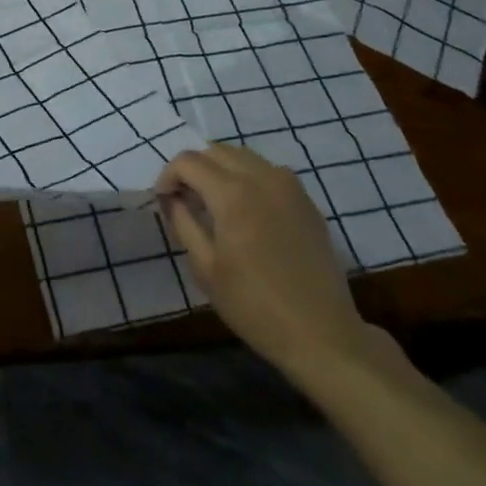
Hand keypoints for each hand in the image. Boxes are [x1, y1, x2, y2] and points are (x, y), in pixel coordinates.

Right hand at [156, 144, 387, 379]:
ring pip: (243, 156)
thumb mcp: (205, 268)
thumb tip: (171, 198)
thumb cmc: (254, 305)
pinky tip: (247, 211)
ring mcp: (289, 186)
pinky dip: (248, 178)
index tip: (164, 200)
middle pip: (216, 151)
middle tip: (186, 199)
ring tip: (214, 202)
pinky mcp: (306, 201)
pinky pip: (268, 172)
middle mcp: (262, 177)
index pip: (189, 161)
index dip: (168, 176)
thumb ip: (183, 222)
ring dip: (221, 170)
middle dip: (194, 169)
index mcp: (232, 193)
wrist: (321, 334)